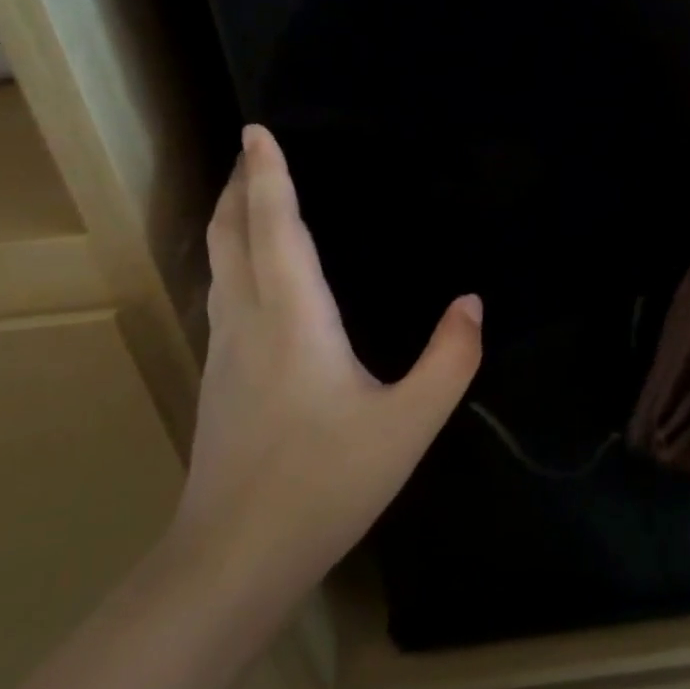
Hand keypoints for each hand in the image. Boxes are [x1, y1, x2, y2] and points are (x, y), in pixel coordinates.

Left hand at [173, 124, 482, 595]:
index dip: (266, 175)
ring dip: (229, 219)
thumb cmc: (325, 483)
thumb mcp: (409, 424)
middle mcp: (248, 320)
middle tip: (249, 151)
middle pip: (229, 234)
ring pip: (218, 263)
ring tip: (247, 196)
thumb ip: (450, 359)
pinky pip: (221, 292)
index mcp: (293, 317)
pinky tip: (250, 273)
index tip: (256, 130)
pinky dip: (232, 257)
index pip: (274, 226)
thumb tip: (472, 303)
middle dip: (236, 186)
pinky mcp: (217, 377)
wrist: (234, 558)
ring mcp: (224, 350)